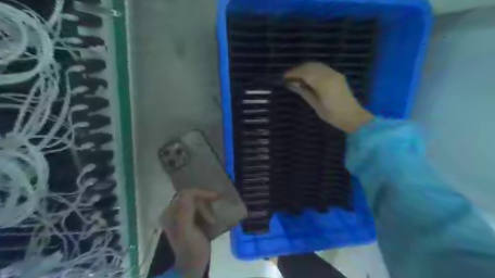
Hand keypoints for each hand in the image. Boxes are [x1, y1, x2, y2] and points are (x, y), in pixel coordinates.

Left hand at [163, 189, 217, 277]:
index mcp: (169, 213)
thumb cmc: (191, 249)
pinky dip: (207, 209)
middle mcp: (173, 211)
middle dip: (205, 202)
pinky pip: (199, 206)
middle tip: (213, 215)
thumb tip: (187, 193)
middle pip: (191, 196)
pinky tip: (212, 217)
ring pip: (196, 200)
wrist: (193, 265)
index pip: (186, 194)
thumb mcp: (187, 232)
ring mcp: (181, 215)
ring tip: (212, 219)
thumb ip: (184, 213)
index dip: (201, 193)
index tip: (216, 197)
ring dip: (207, 207)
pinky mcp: (188, 219)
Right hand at [284, 62, 373, 133]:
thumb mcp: (315, 105)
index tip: (284, 77)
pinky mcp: (337, 75)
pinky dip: (312, 70)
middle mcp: (330, 74)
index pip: (305, 72)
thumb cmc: (332, 115)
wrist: (352, 116)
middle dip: (298, 69)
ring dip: (305, 68)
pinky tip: (307, 77)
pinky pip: (322, 68)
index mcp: (324, 83)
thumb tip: (291, 83)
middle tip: (288, 76)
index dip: (293, 73)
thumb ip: (303, 92)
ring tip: (296, 76)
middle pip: (310, 66)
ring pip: (316, 65)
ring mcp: (335, 73)